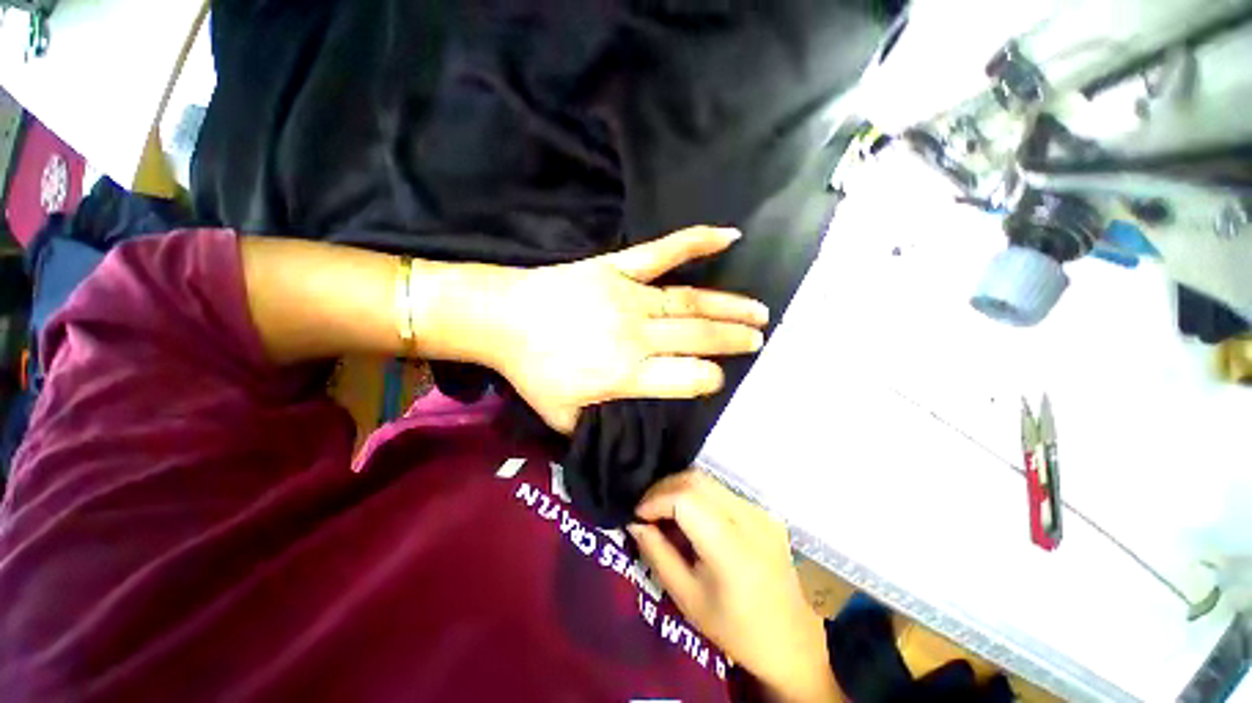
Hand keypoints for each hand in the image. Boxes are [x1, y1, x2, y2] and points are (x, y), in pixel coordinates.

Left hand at [481, 227, 768, 432]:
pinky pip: (663, 253)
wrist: (503, 318)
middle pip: (699, 337)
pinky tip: (729, 236)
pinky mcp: (618, 268)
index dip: (709, 380)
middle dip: (734, 340)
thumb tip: (628, 431)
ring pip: (691, 302)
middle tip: (759, 339)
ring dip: (730, 307)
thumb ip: (598, 428)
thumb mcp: (562, 416)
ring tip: (759, 311)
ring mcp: (630, 297)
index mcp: (626, 374)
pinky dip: (696, 243)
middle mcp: (637, 335)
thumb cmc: (532, 370)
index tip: (717, 378)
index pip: (688, 378)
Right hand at [628, 471, 839, 702]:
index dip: (655, 499)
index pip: (685, 498)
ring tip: (663, 509)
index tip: (637, 515)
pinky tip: (690, 515)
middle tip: (646, 508)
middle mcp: (749, 518)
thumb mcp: (687, 598)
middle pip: (696, 479)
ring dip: (680, 488)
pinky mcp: (764, 511)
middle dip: (664, 487)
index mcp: (730, 546)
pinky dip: (698, 495)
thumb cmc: (734, 628)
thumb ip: (657, 554)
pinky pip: (722, 491)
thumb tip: (634, 523)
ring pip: (709, 480)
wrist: (791, 641)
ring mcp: (760, 511)